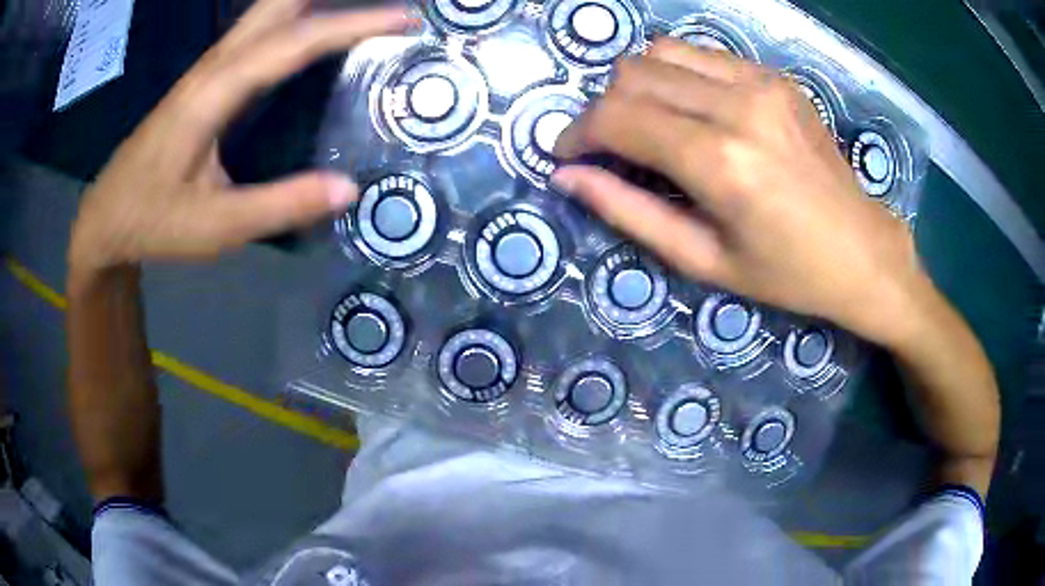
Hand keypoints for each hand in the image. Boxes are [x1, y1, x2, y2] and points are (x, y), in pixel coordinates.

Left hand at [68, 0, 413, 277]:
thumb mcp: (215, 228)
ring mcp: (207, 69)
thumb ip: (279, 206)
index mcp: (214, 93)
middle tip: (380, 5)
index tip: (404, 17)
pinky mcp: (205, 80)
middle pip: (277, 4)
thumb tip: (348, 188)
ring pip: (266, 11)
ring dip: (312, 1)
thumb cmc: (152, 221)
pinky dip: (293, 19)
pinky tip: (310, 32)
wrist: (106, 216)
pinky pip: (257, 32)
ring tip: (355, 10)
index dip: (352, 23)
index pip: (293, 41)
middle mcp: (213, 67)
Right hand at [552, 39, 932, 345]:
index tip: (566, 155)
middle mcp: (738, 106)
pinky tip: (692, 111)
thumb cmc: (788, 274)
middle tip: (610, 148)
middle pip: (633, 74)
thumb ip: (629, 213)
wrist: (863, 252)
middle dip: (604, 109)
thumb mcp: (704, 261)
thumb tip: (568, 178)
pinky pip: (702, 55)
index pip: (617, 118)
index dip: (577, 133)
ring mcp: (761, 83)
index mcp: (720, 162)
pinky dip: (678, 76)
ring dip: (639, 85)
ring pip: (662, 52)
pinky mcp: (776, 77)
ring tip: (650, 125)